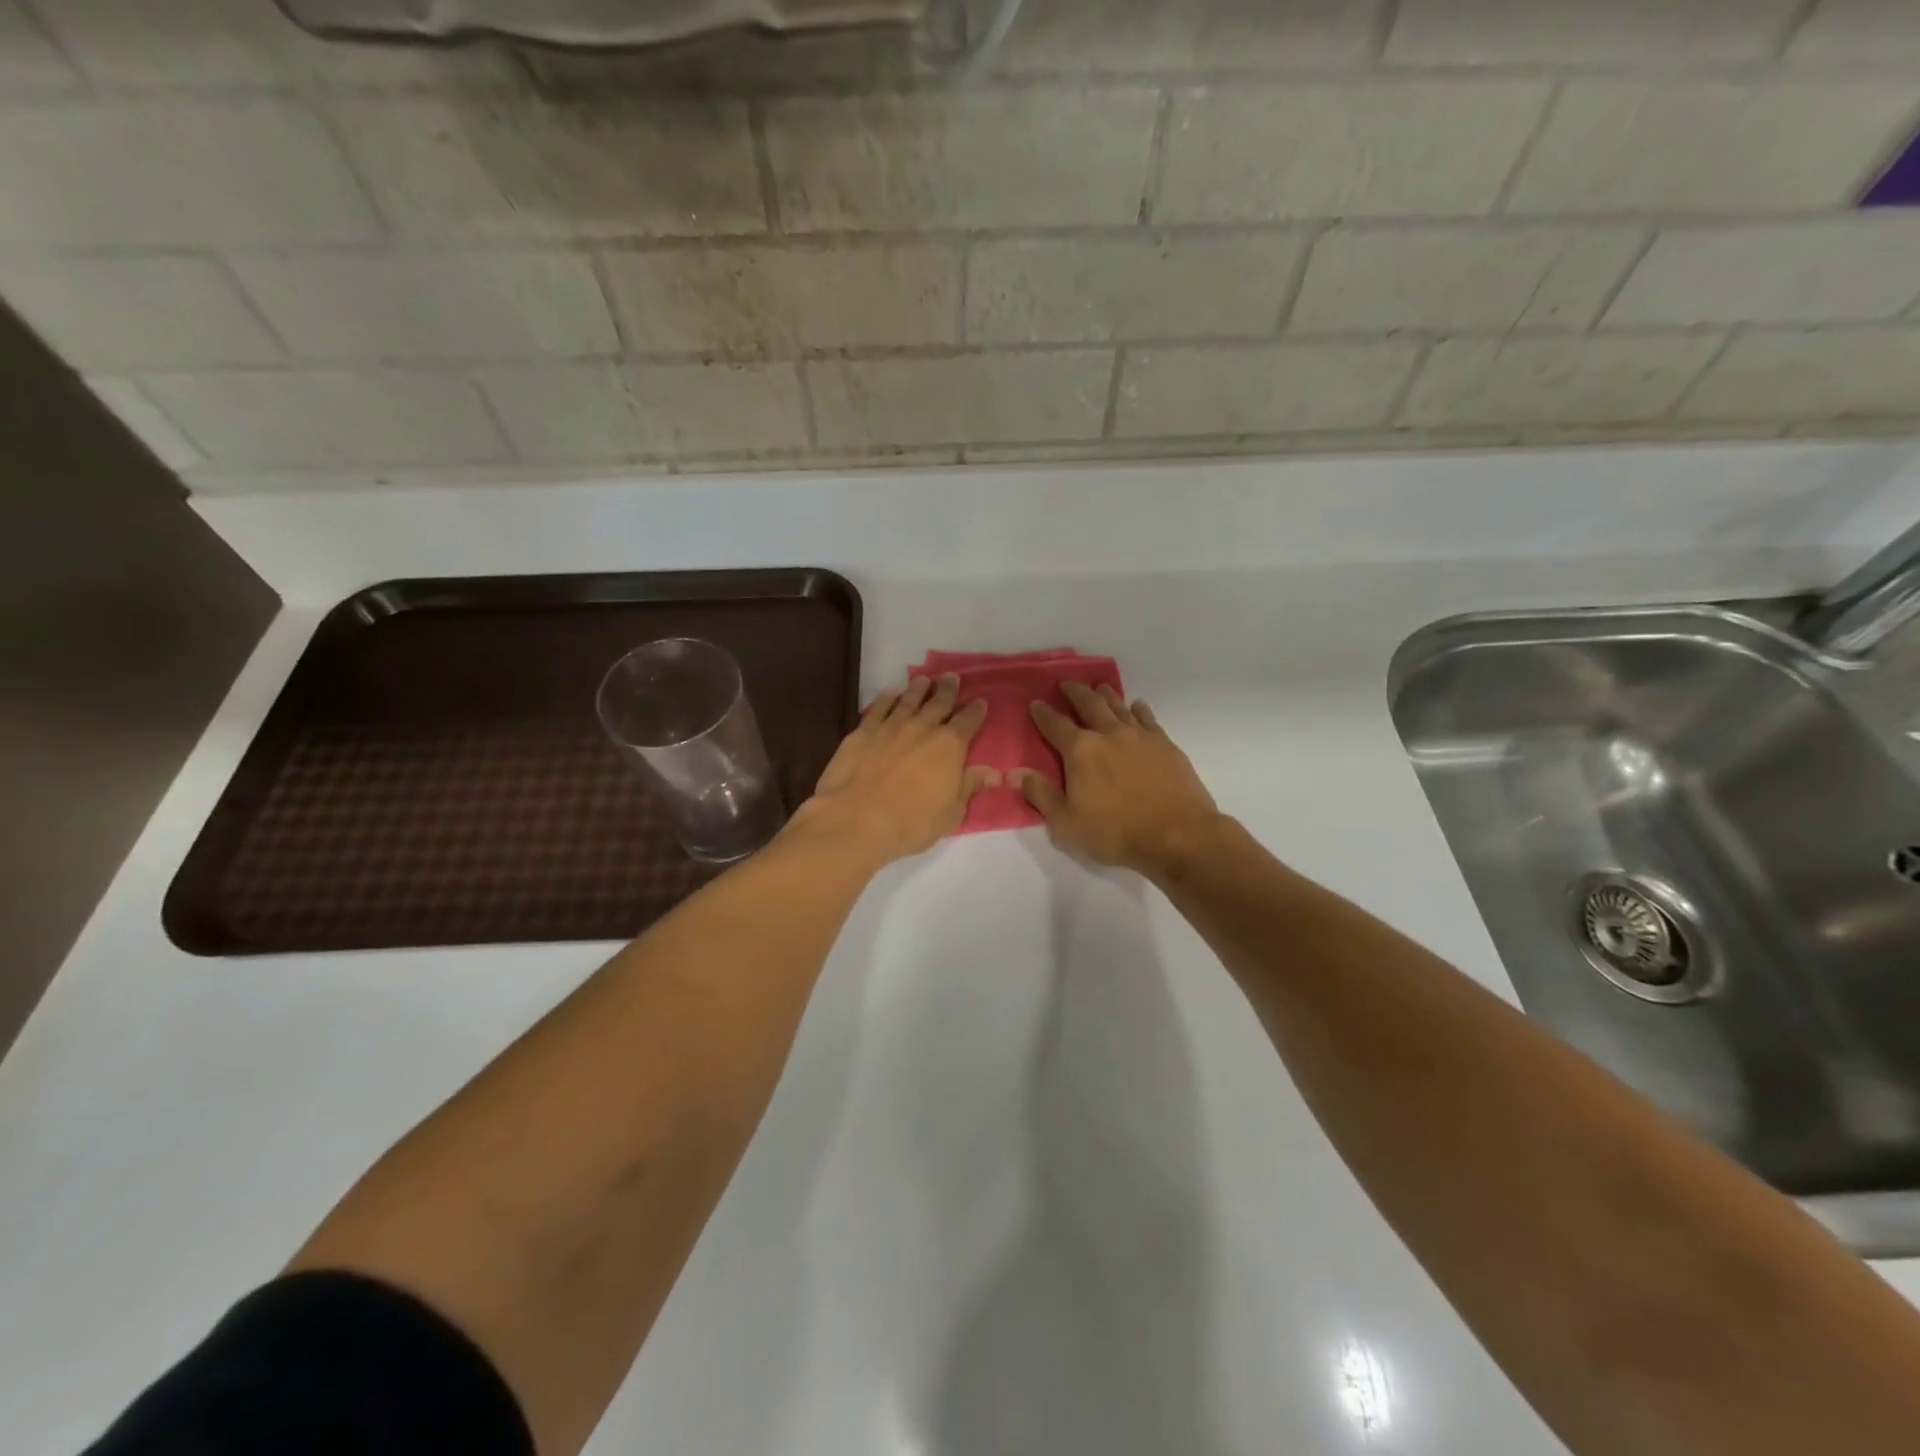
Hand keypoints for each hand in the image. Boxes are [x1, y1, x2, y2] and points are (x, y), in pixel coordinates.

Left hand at [795, 673, 997, 862]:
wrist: (857, 819)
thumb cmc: (911, 823)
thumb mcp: (951, 813)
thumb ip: (970, 787)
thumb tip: (994, 774)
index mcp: (950, 746)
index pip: (968, 721)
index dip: (976, 710)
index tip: (980, 701)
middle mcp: (923, 728)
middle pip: (939, 703)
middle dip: (948, 690)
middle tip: (951, 678)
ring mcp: (891, 726)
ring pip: (909, 700)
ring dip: (918, 689)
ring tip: (923, 680)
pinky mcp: (863, 731)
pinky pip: (879, 707)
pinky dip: (887, 698)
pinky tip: (890, 693)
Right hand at [1013, 682, 1222, 878]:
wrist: (1178, 834)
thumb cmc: (1116, 832)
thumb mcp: (1067, 822)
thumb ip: (1041, 794)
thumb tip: (1014, 772)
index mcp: (1080, 751)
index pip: (1055, 725)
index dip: (1043, 713)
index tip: (1035, 703)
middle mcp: (1109, 734)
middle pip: (1088, 705)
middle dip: (1075, 693)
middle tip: (1066, 683)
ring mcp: (1140, 736)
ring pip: (1119, 706)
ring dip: (1106, 695)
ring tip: (1099, 687)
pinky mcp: (1165, 745)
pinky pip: (1148, 718)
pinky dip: (1138, 709)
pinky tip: (1137, 706)